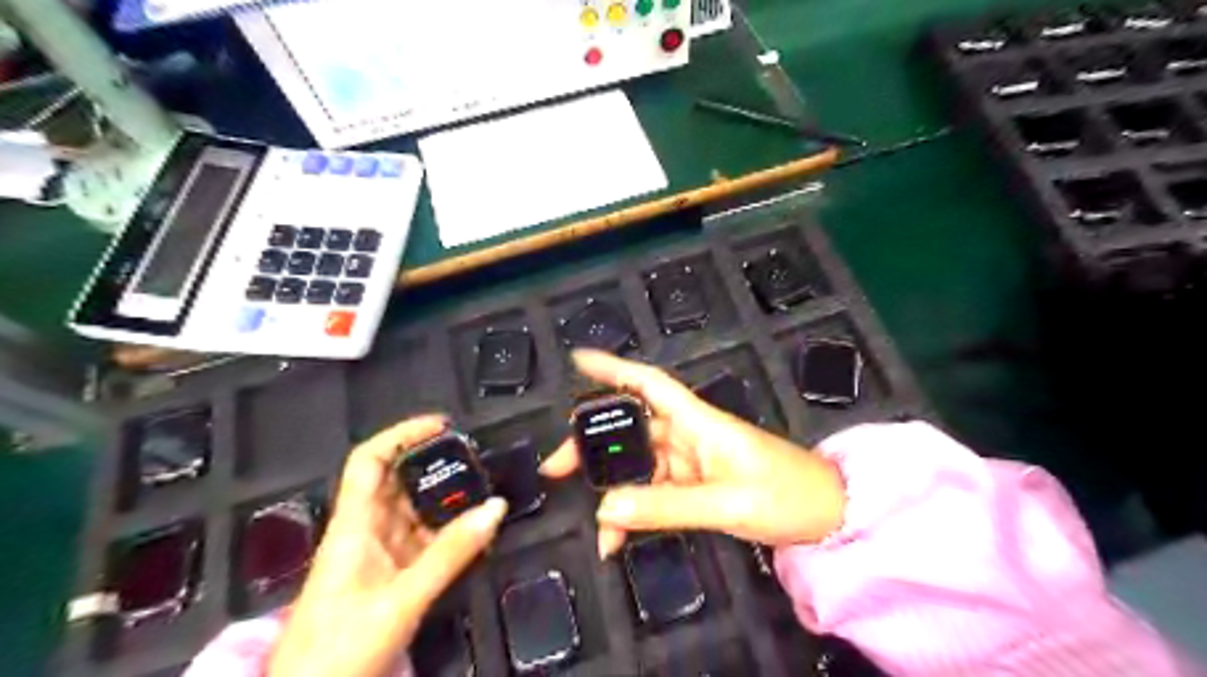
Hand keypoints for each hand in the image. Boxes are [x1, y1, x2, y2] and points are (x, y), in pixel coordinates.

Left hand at [268, 415, 505, 676]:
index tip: (443, 425)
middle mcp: (365, 532)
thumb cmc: (339, 650)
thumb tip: (497, 506)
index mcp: (354, 526)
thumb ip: (451, 554)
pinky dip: (450, 535)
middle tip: (479, 460)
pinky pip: (424, 543)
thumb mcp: (402, 599)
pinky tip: (476, 533)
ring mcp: (378, 557)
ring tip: (487, 490)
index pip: (369, 461)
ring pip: (414, 513)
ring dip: (447, 501)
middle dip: (435, 466)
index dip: (402, 435)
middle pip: (397, 482)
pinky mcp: (390, 579)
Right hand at [542, 352, 841, 556]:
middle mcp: (690, 435)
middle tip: (556, 467)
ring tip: (592, 520)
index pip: (648, 384)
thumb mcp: (726, 504)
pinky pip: (656, 493)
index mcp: (698, 422)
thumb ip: (664, 506)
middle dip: (593, 445)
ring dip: (615, 489)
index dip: (613, 370)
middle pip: (632, 429)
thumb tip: (604, 507)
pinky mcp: (698, 485)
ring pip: (641, 467)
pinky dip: (637, 512)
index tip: (577, 361)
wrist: (829, 517)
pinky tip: (620, 538)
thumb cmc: (787, 496)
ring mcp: (693, 461)